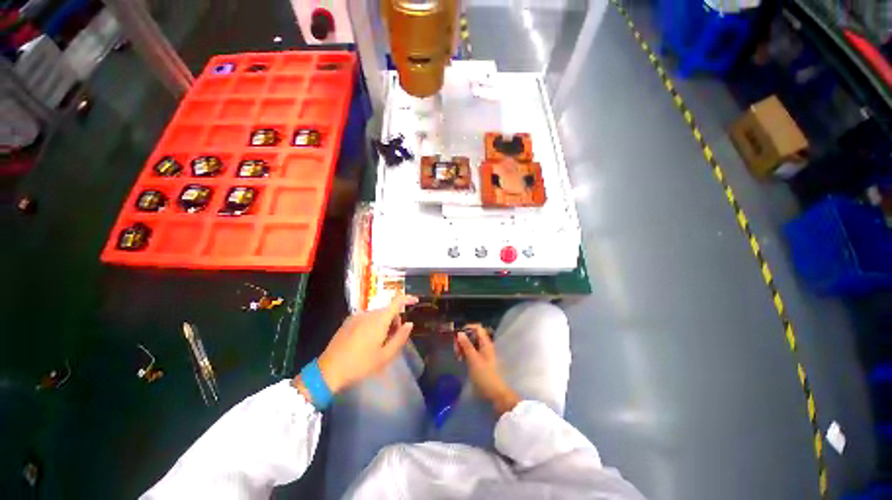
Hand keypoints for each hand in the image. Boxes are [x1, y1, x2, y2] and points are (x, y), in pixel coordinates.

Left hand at [307, 295, 417, 393]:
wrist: (329, 371)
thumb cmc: (360, 364)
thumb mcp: (385, 356)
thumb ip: (400, 338)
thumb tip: (409, 324)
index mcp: (379, 319)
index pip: (397, 301)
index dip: (408, 298)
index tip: (416, 301)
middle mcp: (368, 313)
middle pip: (387, 310)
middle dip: (395, 319)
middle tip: (393, 338)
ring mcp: (356, 316)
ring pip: (377, 314)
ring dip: (383, 323)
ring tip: (379, 342)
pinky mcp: (348, 321)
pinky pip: (366, 317)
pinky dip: (372, 324)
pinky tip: (367, 341)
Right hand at [455, 324, 519, 415]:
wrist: (495, 394)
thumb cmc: (484, 376)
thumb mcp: (473, 359)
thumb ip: (466, 345)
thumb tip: (459, 332)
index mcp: (486, 343)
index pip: (477, 327)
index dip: (467, 327)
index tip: (456, 334)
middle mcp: (485, 345)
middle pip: (473, 335)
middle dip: (462, 338)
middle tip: (455, 348)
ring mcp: (483, 353)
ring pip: (471, 343)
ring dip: (462, 346)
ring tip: (456, 355)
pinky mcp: (480, 361)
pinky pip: (471, 351)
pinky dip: (465, 353)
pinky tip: (460, 359)